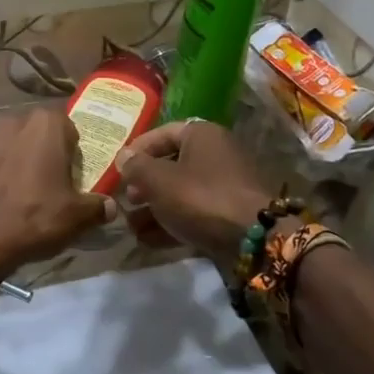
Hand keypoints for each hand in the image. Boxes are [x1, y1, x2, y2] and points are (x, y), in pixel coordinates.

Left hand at [0, 109, 110, 272]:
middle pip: (38, 132)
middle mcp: (13, 120)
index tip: (74, 172)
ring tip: (24, 189)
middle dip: (45, 150)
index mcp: (45, 124)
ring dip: (19, 158)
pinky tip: (1, 196)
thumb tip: (110, 207)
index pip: (69, 127)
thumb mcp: (76, 216)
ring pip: (12, 143)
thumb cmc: (34, 216)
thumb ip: (98, 206)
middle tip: (52, 180)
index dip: (73, 150)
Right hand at [117, 121, 271, 270]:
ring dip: (154, 207)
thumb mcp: (159, 180)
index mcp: (203, 135)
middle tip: (128, 198)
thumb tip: (123, 157)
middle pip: (172, 164)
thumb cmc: (200, 197)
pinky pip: (194, 212)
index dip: (138, 149)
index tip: (118, 168)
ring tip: (131, 225)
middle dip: (145, 183)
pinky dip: (172, 222)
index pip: (163, 133)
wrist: (254, 239)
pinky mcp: (229, 214)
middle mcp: (217, 154)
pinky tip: (147, 240)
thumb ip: (136, 166)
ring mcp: (226, 185)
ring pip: (181, 192)